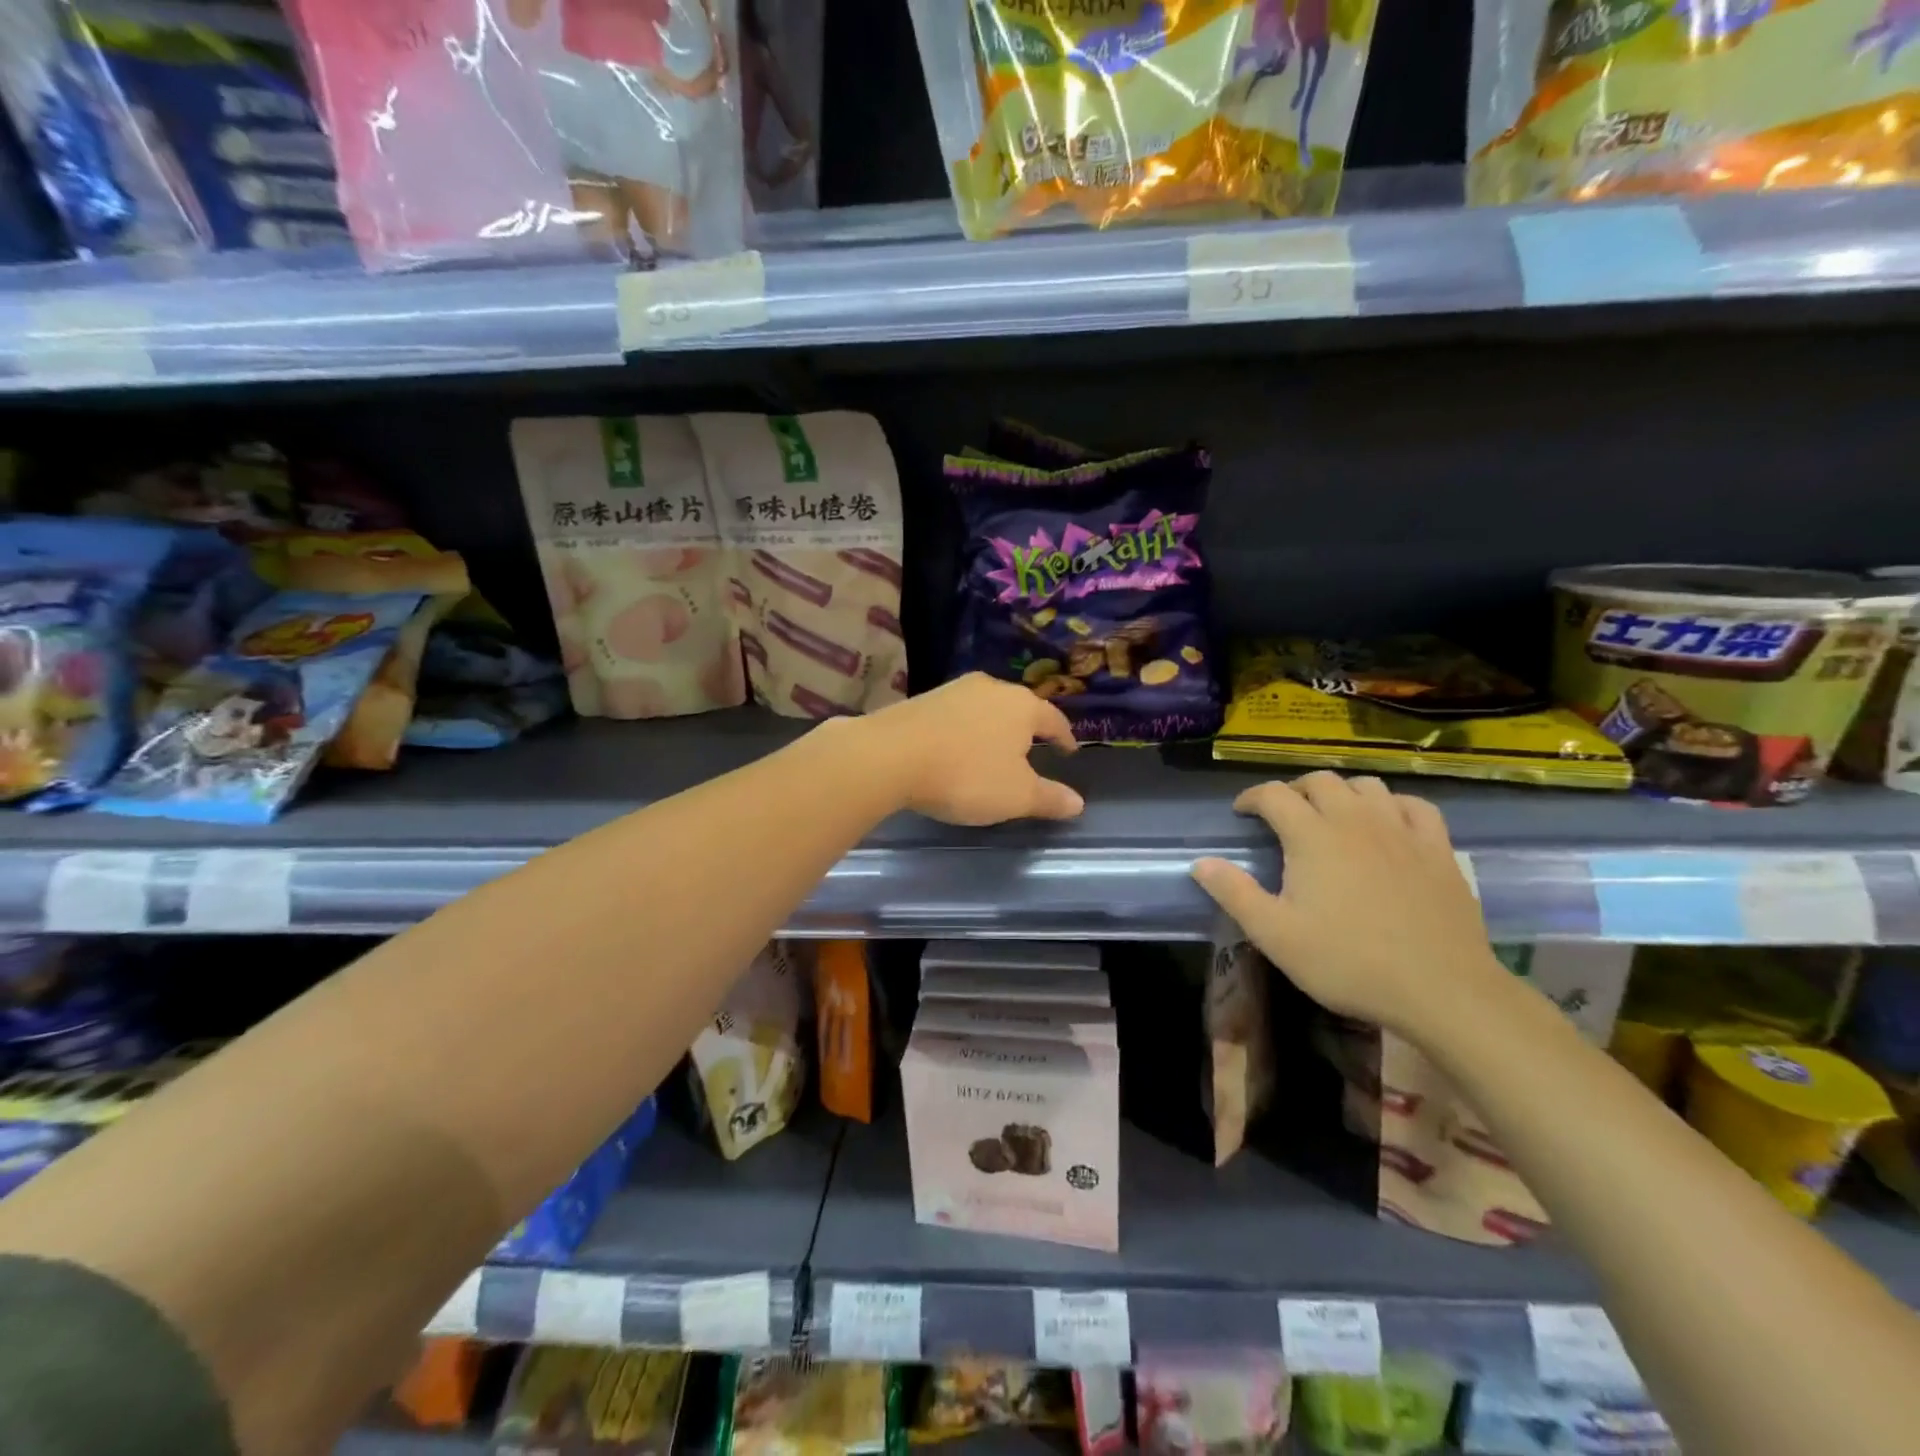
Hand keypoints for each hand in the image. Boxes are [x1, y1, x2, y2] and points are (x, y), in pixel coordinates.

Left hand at [859, 673, 1083, 826]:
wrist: (890, 756)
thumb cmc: (966, 775)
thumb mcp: (1016, 796)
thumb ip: (1049, 798)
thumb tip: (1078, 802)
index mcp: (1022, 706)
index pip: (1053, 719)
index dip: (1064, 737)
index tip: (1069, 750)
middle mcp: (991, 688)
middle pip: (1018, 707)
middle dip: (1026, 729)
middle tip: (1031, 749)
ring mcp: (954, 690)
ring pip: (985, 708)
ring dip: (993, 728)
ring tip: (993, 749)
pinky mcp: (923, 699)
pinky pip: (956, 715)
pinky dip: (964, 730)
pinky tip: (956, 747)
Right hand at [1191, 772, 1502, 1034]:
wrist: (1441, 989)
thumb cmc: (1348, 962)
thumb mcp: (1276, 935)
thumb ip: (1234, 894)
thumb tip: (1200, 863)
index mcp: (1312, 836)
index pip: (1273, 795)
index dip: (1251, 798)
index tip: (1241, 813)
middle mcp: (1355, 820)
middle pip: (1320, 781)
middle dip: (1294, 790)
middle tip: (1283, 814)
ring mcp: (1401, 831)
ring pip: (1367, 786)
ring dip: (1342, 792)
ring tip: (1331, 815)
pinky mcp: (1438, 848)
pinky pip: (1414, 806)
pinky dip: (1393, 805)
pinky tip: (1388, 823)